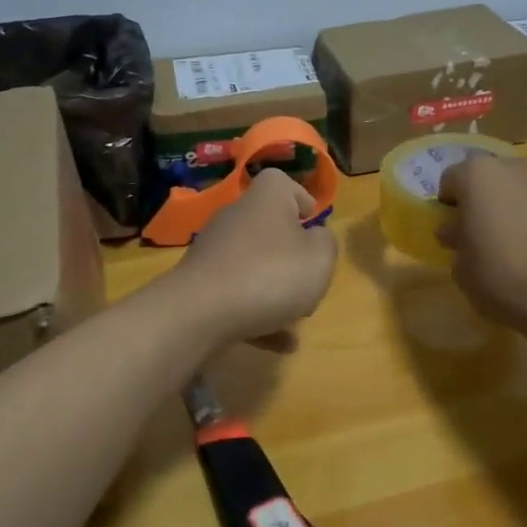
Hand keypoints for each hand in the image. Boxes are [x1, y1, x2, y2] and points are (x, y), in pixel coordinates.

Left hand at [169, 169, 337, 350]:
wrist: (201, 312)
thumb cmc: (271, 274)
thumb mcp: (320, 257)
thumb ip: (326, 243)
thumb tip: (316, 237)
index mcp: (266, 199)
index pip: (281, 182)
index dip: (301, 198)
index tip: (314, 222)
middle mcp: (236, 217)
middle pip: (267, 226)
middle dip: (290, 253)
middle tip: (309, 277)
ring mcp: (214, 252)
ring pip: (253, 265)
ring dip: (275, 289)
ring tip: (297, 317)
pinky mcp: (200, 285)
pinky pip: (237, 296)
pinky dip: (258, 314)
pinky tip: (280, 344)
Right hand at [437, 156, 526, 328]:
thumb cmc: (503, 280)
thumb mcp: (462, 269)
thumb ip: (457, 240)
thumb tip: (457, 231)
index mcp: (480, 177)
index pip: (452, 179)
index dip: (449, 204)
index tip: (454, 229)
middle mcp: (520, 170)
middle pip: (495, 178)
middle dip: (488, 200)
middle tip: (487, 236)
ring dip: (522, 209)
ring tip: (525, 248)